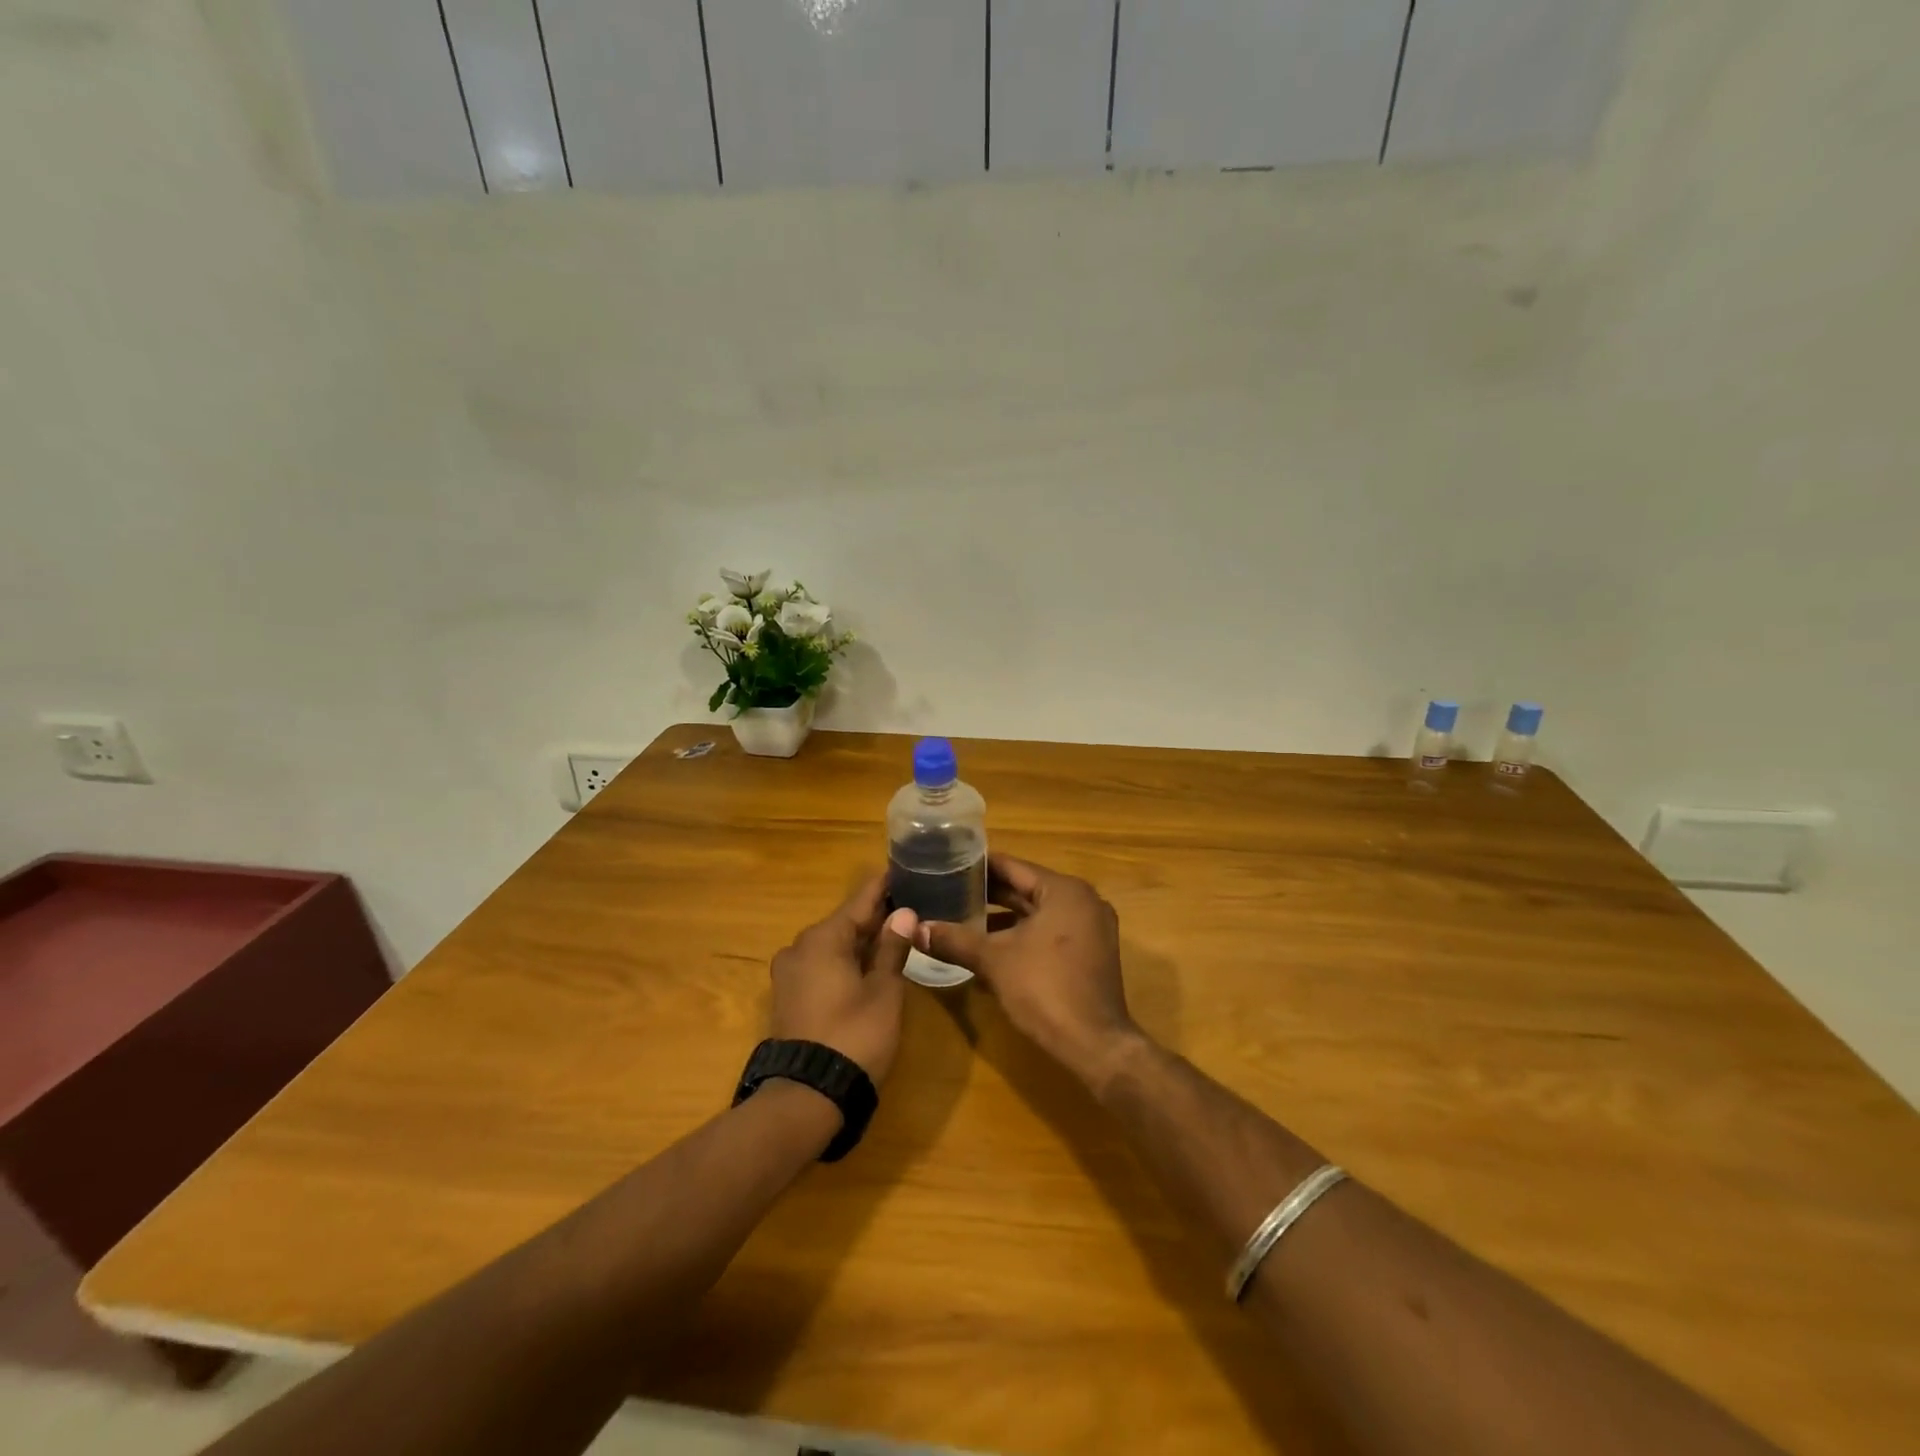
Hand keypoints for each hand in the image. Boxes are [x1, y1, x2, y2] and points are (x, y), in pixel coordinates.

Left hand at [768, 874, 918, 1084]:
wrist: (806, 1095)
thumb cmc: (854, 1036)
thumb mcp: (884, 991)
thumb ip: (892, 948)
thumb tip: (903, 912)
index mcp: (824, 938)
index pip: (861, 900)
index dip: (884, 885)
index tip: (903, 868)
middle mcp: (800, 947)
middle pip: (845, 922)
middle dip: (875, 915)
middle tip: (909, 905)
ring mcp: (789, 973)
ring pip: (832, 945)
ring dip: (860, 941)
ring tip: (894, 934)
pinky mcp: (788, 997)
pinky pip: (821, 965)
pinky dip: (845, 961)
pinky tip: (868, 965)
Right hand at [918, 855, 1142, 1089]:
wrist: (1094, 1045)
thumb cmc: (1045, 990)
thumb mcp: (993, 961)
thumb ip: (954, 940)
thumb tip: (915, 928)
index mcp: (1064, 890)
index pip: (1013, 867)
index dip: (977, 867)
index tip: (947, 865)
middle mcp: (1082, 901)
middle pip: (1026, 888)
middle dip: (988, 894)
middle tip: (948, 891)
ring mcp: (1091, 928)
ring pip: (1038, 913)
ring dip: (1003, 918)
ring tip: (962, 918)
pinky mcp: (1091, 953)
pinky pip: (1050, 932)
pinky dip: (1023, 936)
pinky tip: (990, 949)